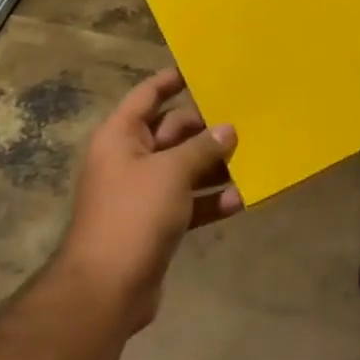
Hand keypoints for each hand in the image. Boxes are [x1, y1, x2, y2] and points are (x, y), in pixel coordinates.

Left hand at [57, 68, 240, 331]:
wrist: (107, 288)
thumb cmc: (133, 215)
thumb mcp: (172, 172)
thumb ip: (202, 147)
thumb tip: (228, 129)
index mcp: (120, 136)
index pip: (147, 95)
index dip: (171, 80)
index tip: (203, 71)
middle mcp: (129, 159)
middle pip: (172, 132)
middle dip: (207, 129)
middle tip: (245, 121)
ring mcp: (143, 192)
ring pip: (185, 168)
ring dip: (214, 166)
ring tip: (252, 159)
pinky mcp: (157, 223)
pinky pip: (189, 202)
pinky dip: (211, 200)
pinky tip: (241, 200)